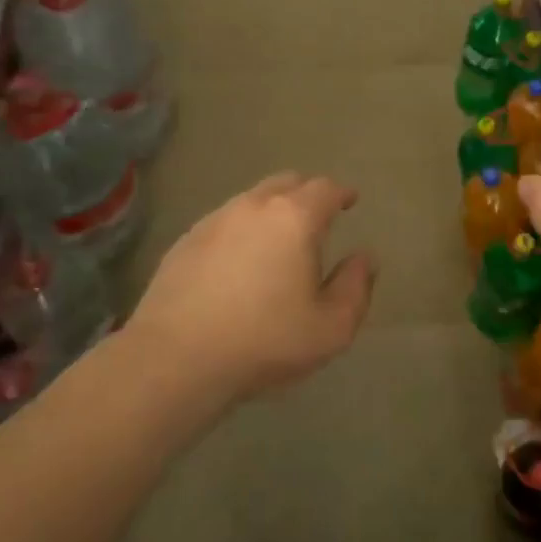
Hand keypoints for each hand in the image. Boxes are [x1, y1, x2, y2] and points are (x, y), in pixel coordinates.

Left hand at [125, 173, 375, 402]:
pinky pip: (223, 223)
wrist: (176, 358)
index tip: (350, 200)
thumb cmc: (265, 341)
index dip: (341, 193)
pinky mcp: (185, 241)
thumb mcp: (331, 327)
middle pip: (286, 183)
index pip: (325, 189)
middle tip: (317, 216)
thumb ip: (355, 287)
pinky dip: (240, 231)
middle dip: (307, 193)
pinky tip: (238, 262)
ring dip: (271, 211)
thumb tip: (363, 258)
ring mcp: (213, 221)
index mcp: (294, 219)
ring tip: (278, 240)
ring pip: (251, 200)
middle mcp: (253, 207)